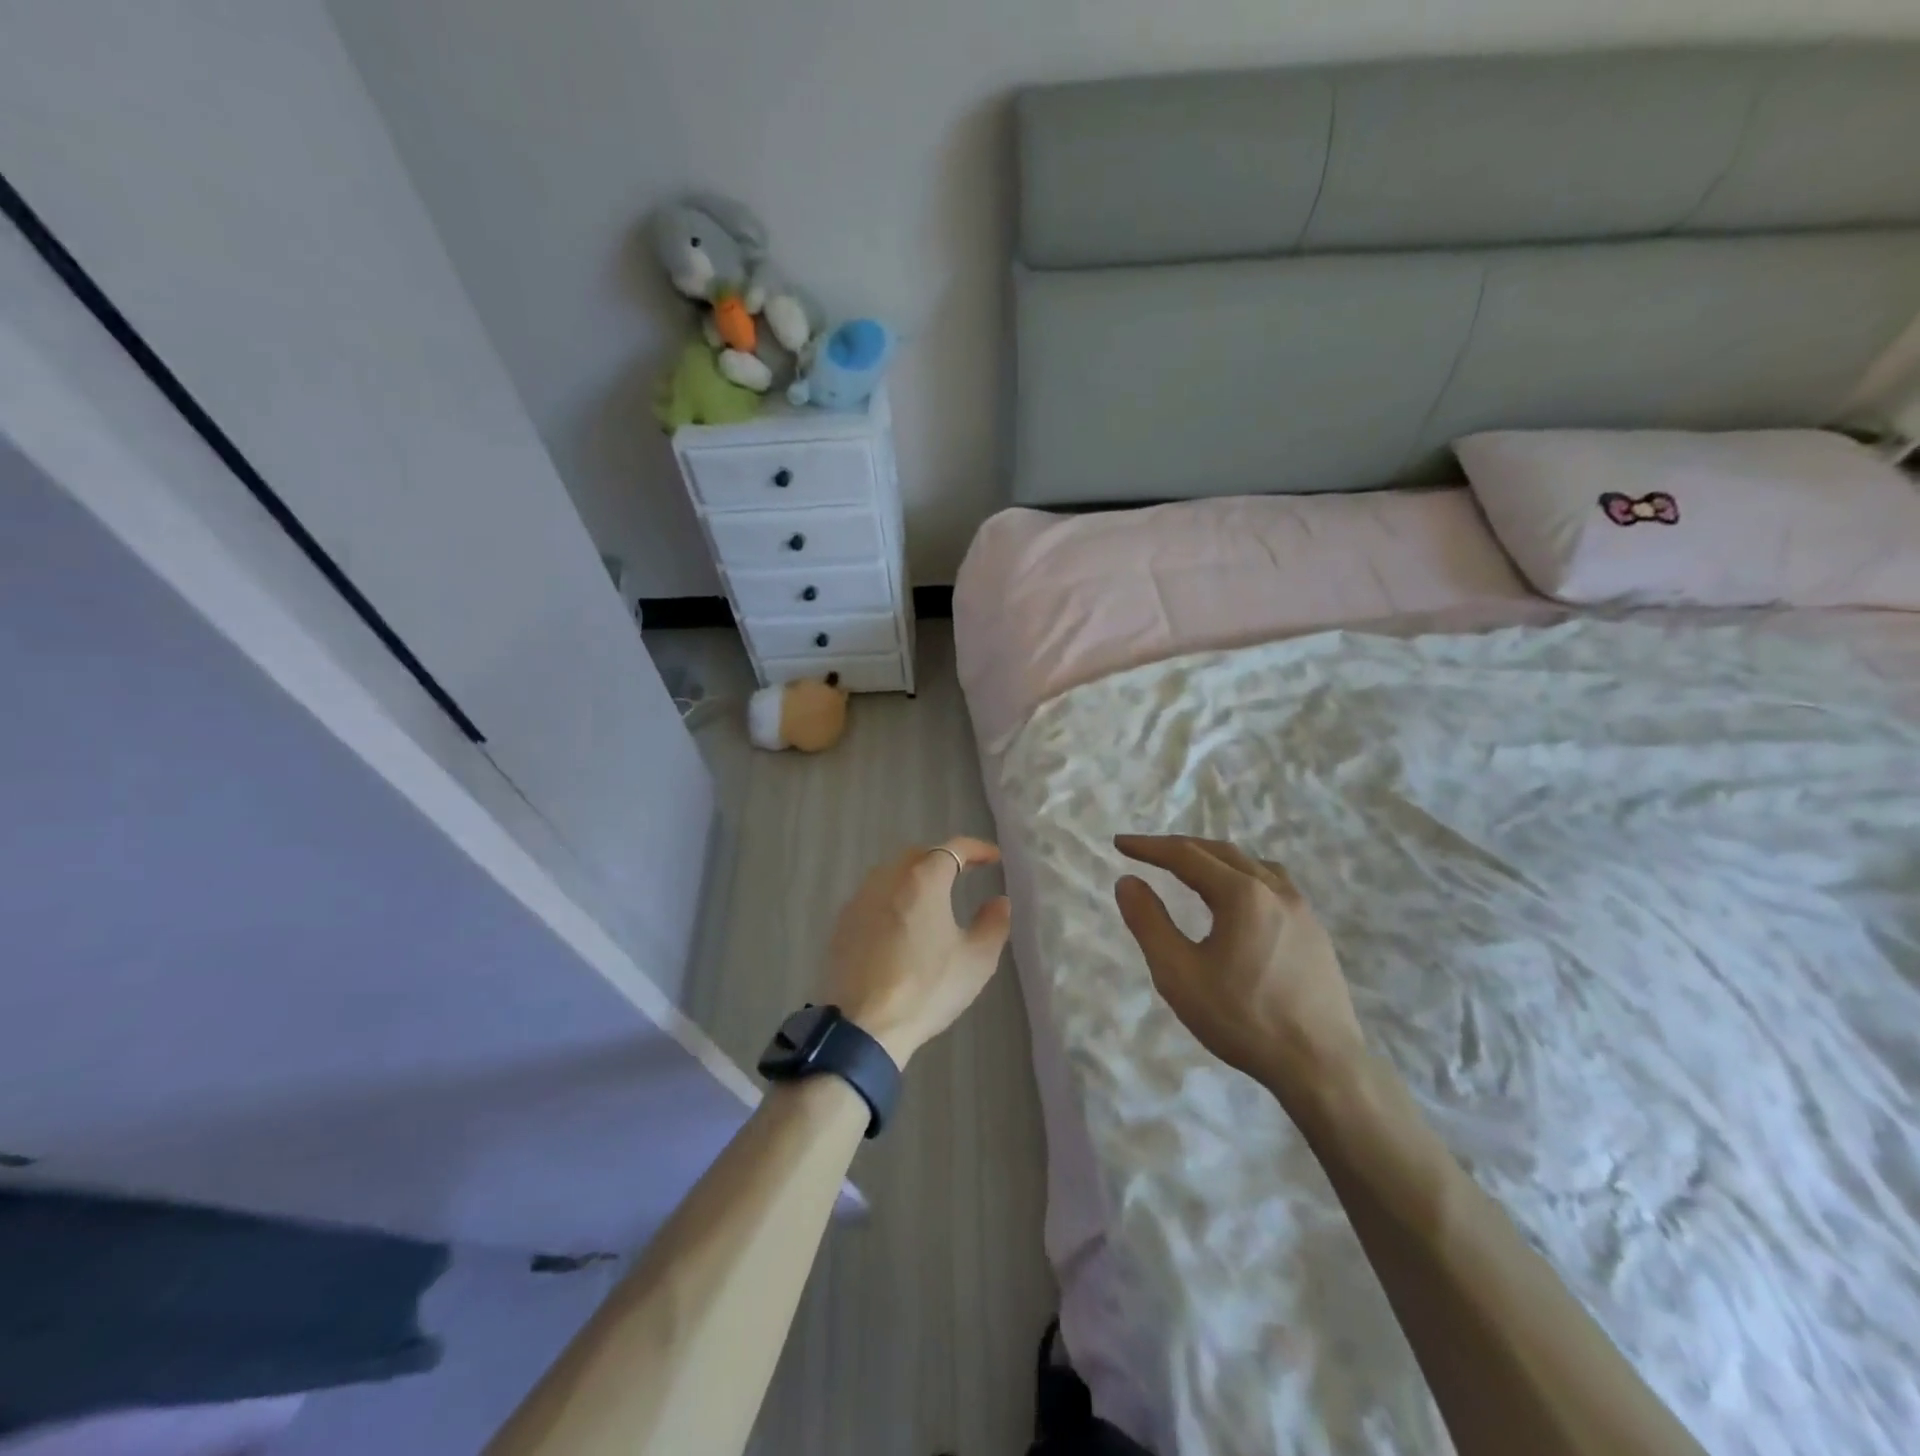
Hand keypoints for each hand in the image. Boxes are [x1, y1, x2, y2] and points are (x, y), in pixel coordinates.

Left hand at [822, 837, 1012, 1067]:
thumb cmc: (927, 989)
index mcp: (923, 881)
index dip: (977, 849)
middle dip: (943, 858)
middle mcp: (888, 879)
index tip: (993, 857)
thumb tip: (999, 901)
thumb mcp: (976, 960)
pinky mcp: (842, 924)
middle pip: (918, 855)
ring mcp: (860, 900)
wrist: (864, 1025)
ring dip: (915, 876)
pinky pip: (873, 897)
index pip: (953, 849)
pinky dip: (893, 898)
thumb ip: (993, 924)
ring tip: (932, 896)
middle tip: (964, 873)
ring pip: (891, 873)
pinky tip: (901, 922)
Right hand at [1114, 835, 1365, 1096]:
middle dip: (1180, 848)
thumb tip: (1127, 881)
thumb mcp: (1179, 974)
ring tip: (1192, 870)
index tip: (1120, 844)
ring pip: (1252, 864)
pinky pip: (1274, 884)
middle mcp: (1275, 890)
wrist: (1322, 1067)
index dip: (1150, 847)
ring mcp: (1302, 909)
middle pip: (1220, 852)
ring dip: (1214, 859)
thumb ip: (1149, 923)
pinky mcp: (1316, 931)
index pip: (1186, 855)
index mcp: (1241, 894)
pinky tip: (1239, 901)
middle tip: (1147, 853)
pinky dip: (1243, 876)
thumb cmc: (1243, 1019)